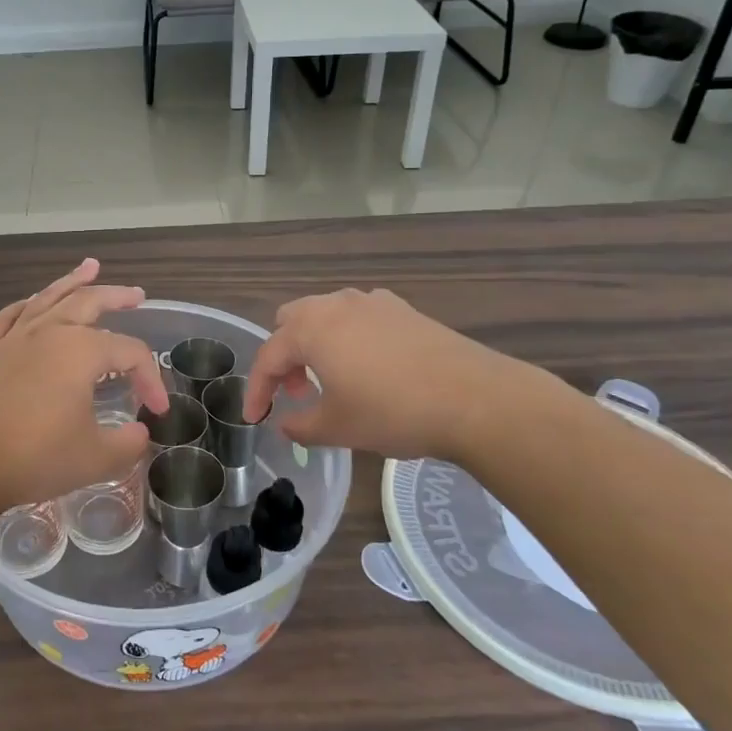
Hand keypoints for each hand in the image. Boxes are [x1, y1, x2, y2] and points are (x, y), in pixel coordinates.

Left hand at [0, 259, 169, 513]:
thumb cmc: (36, 457)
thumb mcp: (97, 458)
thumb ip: (128, 443)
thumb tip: (139, 432)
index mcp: (82, 351)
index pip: (131, 353)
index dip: (150, 378)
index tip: (157, 410)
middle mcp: (50, 332)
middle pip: (89, 302)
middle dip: (117, 296)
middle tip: (136, 295)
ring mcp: (15, 338)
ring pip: (48, 298)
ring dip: (72, 281)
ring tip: (89, 267)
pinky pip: (10, 316)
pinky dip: (26, 305)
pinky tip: (32, 302)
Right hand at [243, 288, 557, 462]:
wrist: (476, 400)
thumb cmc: (393, 412)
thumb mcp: (338, 428)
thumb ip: (300, 425)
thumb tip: (285, 423)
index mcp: (311, 329)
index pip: (268, 357)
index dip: (257, 390)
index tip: (255, 418)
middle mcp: (336, 305)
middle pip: (291, 321)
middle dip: (285, 356)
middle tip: (297, 391)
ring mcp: (373, 302)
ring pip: (326, 314)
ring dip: (316, 344)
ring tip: (331, 380)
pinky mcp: (404, 310)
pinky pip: (360, 317)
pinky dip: (350, 337)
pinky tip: (370, 367)